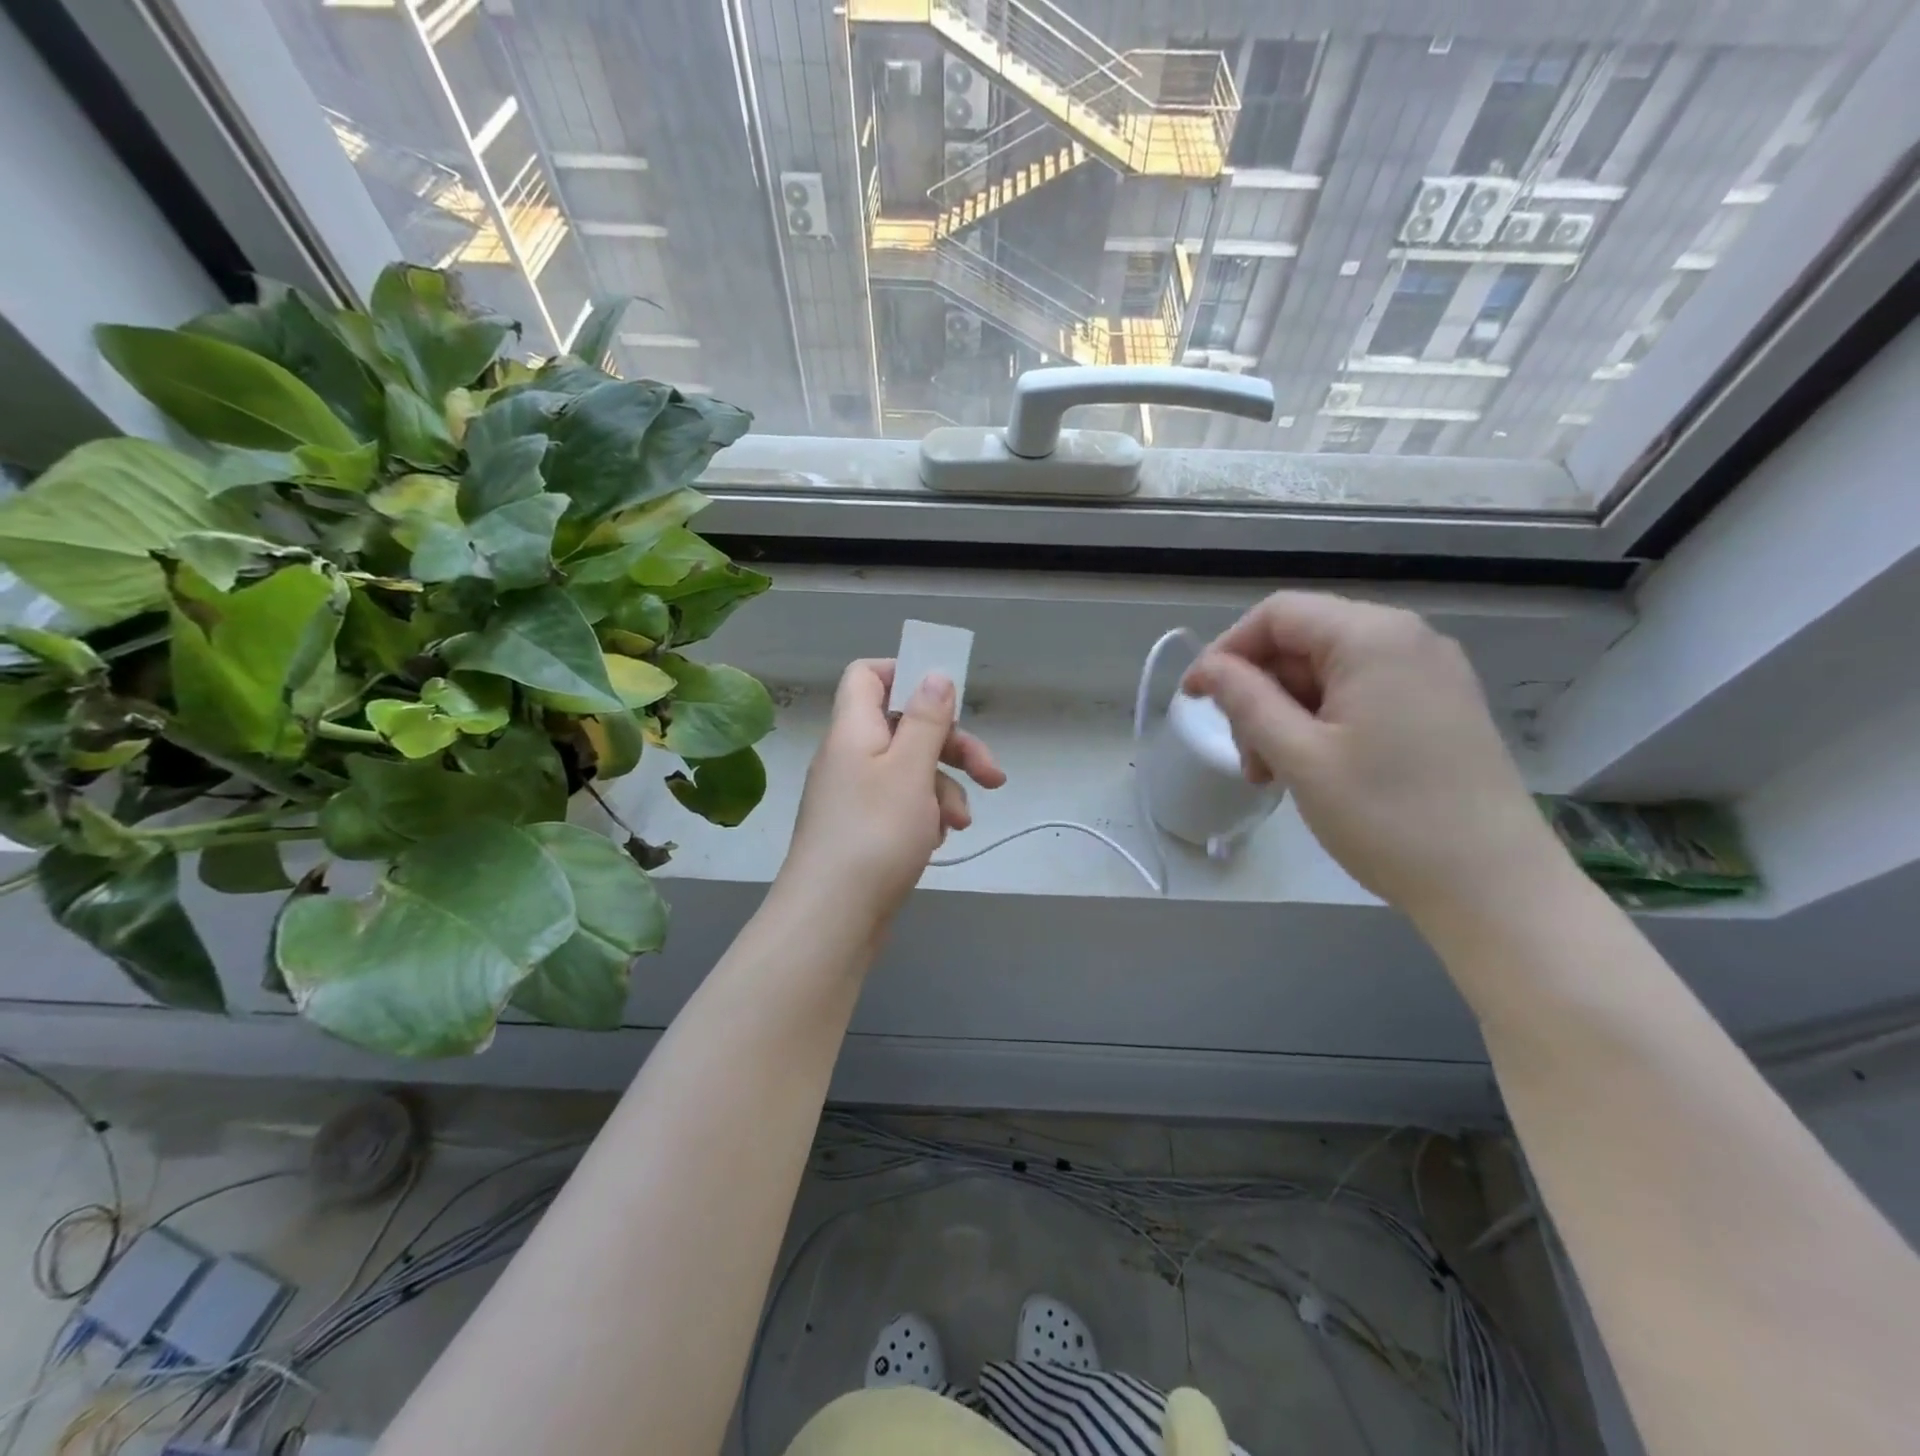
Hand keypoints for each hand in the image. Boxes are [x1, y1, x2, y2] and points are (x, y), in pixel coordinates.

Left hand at [778, 658, 1004, 927]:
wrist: (832, 918)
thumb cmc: (875, 834)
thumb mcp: (910, 769)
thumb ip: (926, 719)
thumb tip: (934, 672)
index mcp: (854, 729)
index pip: (869, 675)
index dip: (906, 674)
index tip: (946, 696)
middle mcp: (850, 755)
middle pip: (905, 726)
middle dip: (953, 746)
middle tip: (991, 774)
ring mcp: (855, 795)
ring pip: (911, 770)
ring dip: (945, 789)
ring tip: (960, 823)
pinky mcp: (864, 829)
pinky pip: (902, 805)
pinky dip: (926, 815)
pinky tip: (939, 840)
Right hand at [1183, 592, 1563, 925]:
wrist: (1495, 887)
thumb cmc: (1386, 816)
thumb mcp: (1299, 756)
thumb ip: (1246, 700)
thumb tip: (1207, 668)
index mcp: (1373, 636)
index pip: (1277, 614)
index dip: (1227, 650)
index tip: (1196, 699)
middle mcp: (1407, 639)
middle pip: (1304, 641)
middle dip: (1259, 691)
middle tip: (1244, 755)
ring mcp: (1430, 672)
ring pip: (1329, 672)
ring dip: (1286, 714)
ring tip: (1272, 774)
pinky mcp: (1440, 705)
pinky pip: (1361, 693)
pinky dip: (1323, 722)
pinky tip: (1312, 769)